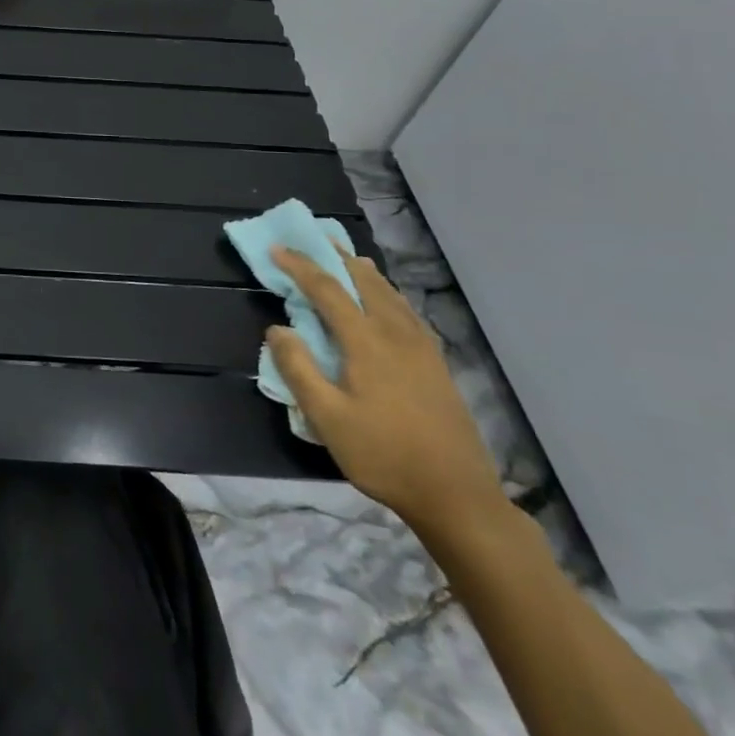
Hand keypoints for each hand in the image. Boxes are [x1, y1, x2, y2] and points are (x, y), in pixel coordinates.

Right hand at [267, 248, 506, 539]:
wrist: (458, 497)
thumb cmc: (383, 455)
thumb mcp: (326, 418)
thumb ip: (298, 369)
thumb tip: (277, 328)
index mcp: (367, 343)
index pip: (327, 290)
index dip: (300, 266)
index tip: (276, 248)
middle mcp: (397, 335)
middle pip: (365, 282)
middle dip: (337, 257)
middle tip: (315, 238)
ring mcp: (423, 349)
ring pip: (391, 295)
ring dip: (365, 272)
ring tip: (349, 259)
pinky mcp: (437, 365)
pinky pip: (407, 312)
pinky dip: (387, 293)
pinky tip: (387, 302)